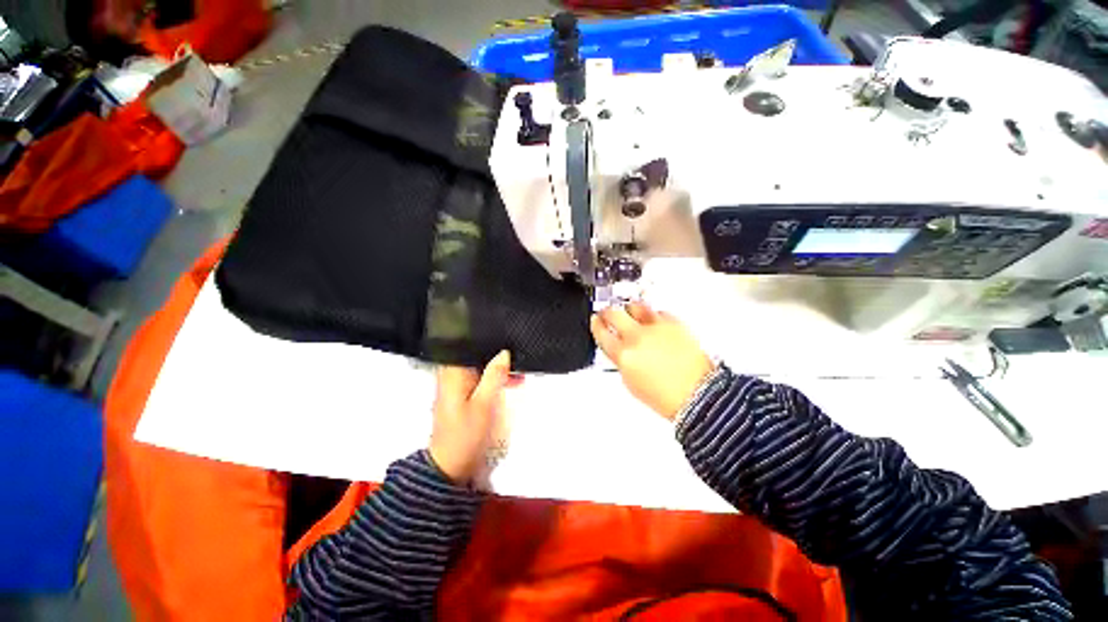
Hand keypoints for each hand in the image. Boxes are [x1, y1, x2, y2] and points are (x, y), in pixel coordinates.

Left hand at [429, 351, 513, 484]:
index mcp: (453, 373)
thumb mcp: (485, 403)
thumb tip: (504, 352)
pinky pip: (479, 377)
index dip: (488, 340)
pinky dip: (494, 377)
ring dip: (498, 367)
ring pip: (479, 366)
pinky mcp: (462, 394)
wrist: (451, 465)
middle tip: (518, 353)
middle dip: (496, 353)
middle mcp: (451, 374)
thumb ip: (494, 375)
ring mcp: (456, 385)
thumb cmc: (466, 433)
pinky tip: (511, 380)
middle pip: (475, 354)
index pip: (469, 345)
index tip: (508, 337)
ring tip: (519, 369)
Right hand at [591, 303, 713, 420]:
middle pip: (613, 313)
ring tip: (631, 312)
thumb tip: (618, 350)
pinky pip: (659, 312)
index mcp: (623, 354)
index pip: (601, 332)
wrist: (698, 394)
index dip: (596, 324)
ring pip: (635, 306)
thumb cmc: (667, 396)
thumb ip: (621, 361)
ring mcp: (655, 328)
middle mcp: (637, 337)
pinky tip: (655, 323)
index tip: (596, 320)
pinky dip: (654, 316)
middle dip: (607, 312)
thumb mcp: (631, 383)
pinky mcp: (674, 323)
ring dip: (630, 309)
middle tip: (608, 312)